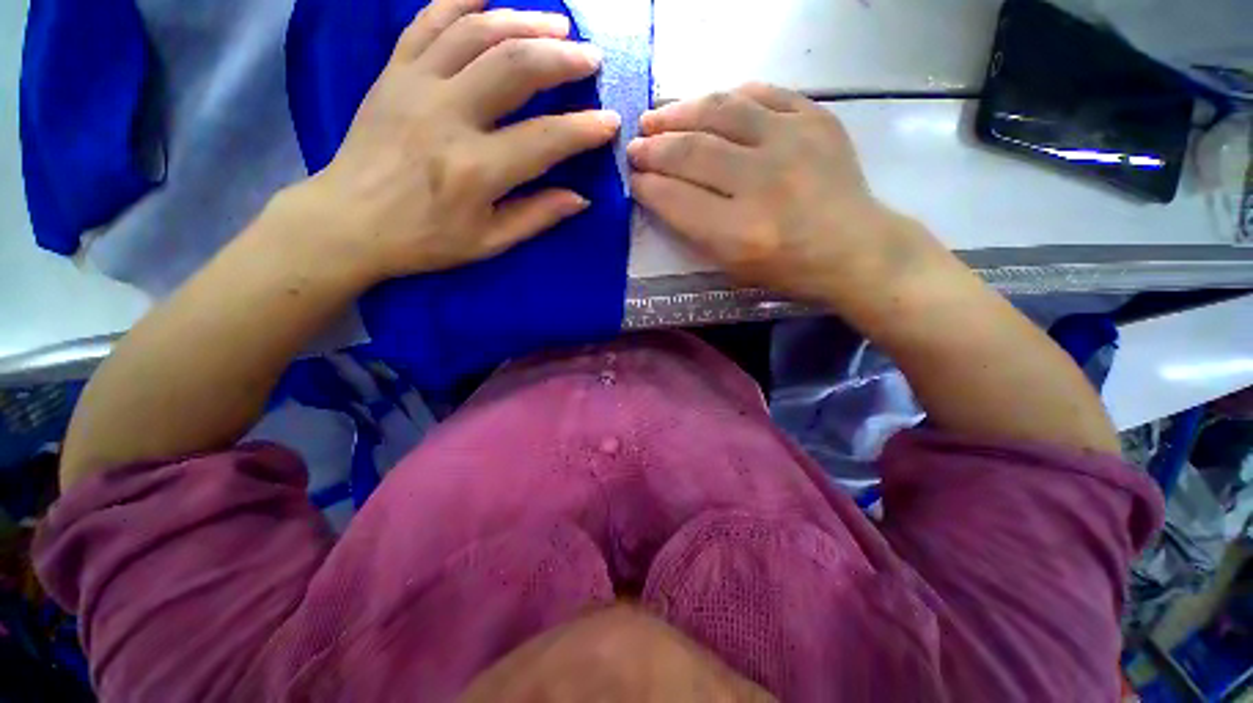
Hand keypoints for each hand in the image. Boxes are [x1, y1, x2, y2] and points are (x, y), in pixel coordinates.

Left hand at [287, 0, 619, 284]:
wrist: (348, 220)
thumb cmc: (424, 239)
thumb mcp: (488, 243)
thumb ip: (536, 217)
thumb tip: (580, 199)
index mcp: (476, 170)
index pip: (545, 139)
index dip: (584, 129)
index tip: (611, 121)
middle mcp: (447, 117)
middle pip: (514, 66)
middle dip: (561, 57)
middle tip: (591, 56)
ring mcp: (415, 86)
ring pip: (477, 32)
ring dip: (524, 20)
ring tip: (557, 24)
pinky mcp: (393, 71)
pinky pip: (429, 19)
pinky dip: (463, 0)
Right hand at [628, 84, 936, 304]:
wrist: (856, 248)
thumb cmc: (788, 269)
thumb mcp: (733, 267)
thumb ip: (694, 230)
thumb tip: (661, 192)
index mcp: (740, 232)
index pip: (677, 199)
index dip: (647, 186)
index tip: (633, 179)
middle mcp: (763, 182)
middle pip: (692, 151)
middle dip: (654, 148)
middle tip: (635, 147)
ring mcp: (792, 142)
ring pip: (720, 111)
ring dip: (678, 112)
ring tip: (656, 117)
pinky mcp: (816, 118)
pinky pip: (760, 93)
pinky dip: (726, 98)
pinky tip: (707, 106)